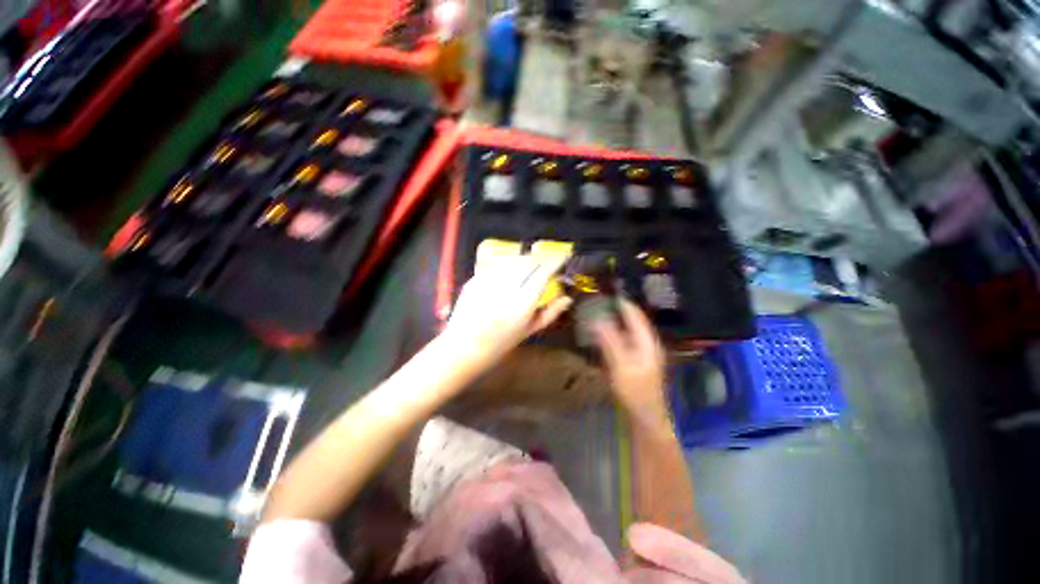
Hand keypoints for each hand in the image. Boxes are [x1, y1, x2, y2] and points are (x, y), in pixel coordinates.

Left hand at [443, 254, 571, 366]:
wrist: (464, 346)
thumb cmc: (501, 343)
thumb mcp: (529, 331)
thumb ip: (550, 313)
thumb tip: (567, 299)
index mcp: (523, 303)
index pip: (543, 273)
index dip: (555, 261)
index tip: (563, 257)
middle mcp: (506, 288)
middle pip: (529, 262)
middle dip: (541, 258)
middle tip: (547, 262)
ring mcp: (488, 281)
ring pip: (513, 261)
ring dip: (525, 260)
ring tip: (530, 267)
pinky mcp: (476, 278)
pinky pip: (498, 266)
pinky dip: (508, 266)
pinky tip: (509, 275)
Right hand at [592, 299, 668, 427]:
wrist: (646, 416)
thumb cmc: (634, 391)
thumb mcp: (620, 365)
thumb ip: (609, 341)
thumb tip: (597, 319)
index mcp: (646, 342)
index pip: (636, 316)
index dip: (624, 303)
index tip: (609, 292)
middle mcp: (647, 344)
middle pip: (634, 321)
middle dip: (619, 310)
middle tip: (602, 301)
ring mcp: (644, 354)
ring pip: (630, 331)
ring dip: (618, 321)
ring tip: (602, 312)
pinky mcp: (638, 362)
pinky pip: (627, 341)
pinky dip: (616, 333)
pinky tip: (606, 334)